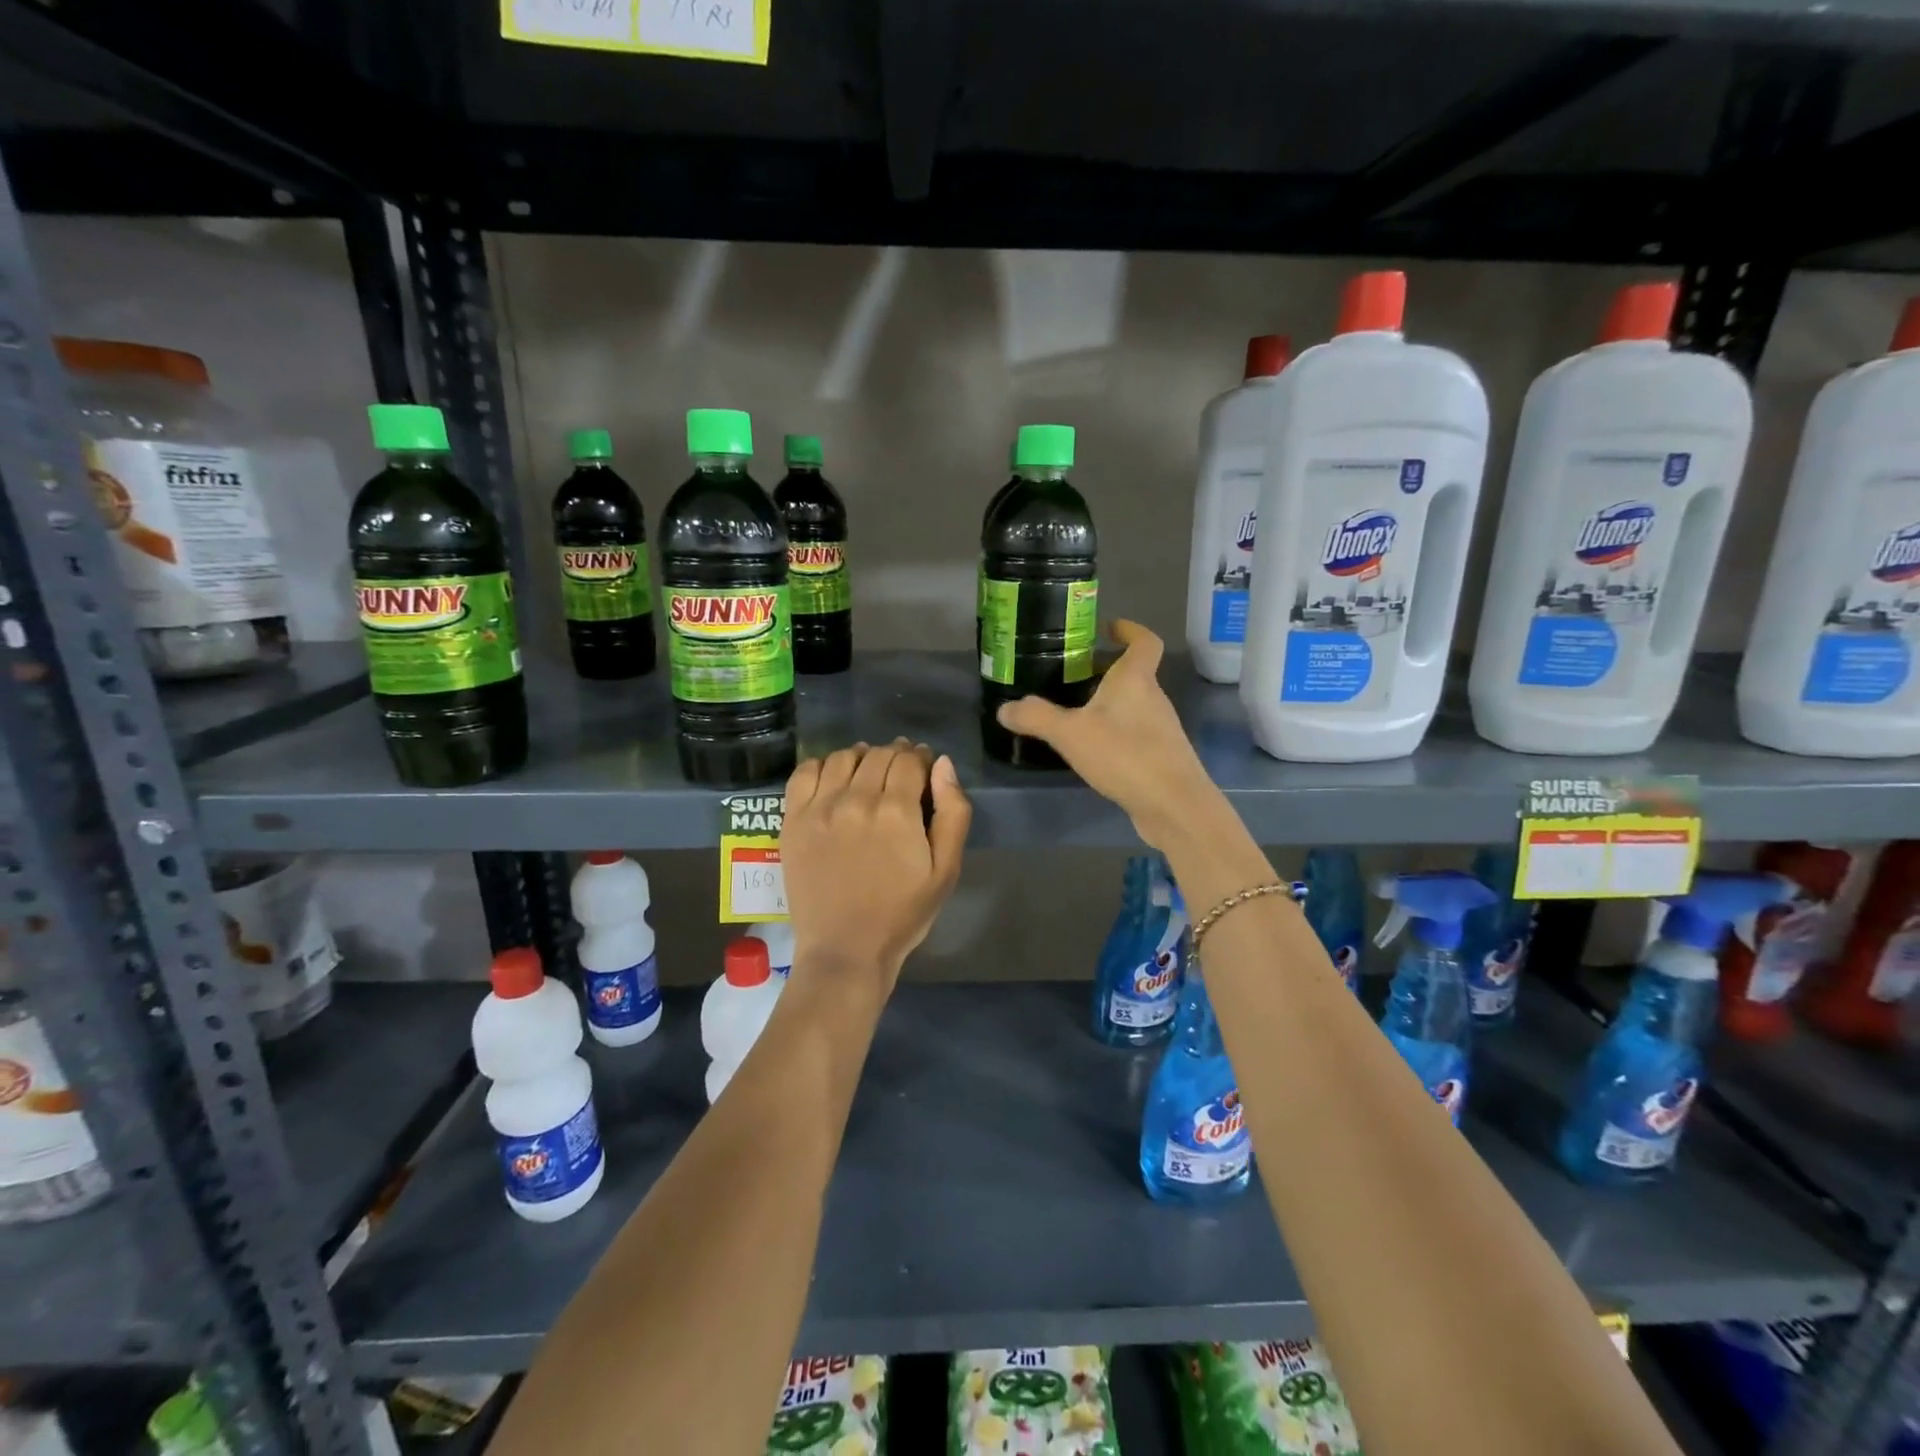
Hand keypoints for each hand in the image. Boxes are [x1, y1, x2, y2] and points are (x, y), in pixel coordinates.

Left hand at [780, 739, 971, 994]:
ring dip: (861, 757)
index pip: (908, 760)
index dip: (919, 758)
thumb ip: (952, 812)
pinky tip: (833, 780)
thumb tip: (942, 764)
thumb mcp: (946, 870)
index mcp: (897, 811)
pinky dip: (822, 766)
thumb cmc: (903, 913)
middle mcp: (856, 800)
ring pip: (843, 757)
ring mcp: (820, 808)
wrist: (845, 950)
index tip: (922, 768)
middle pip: (878, 754)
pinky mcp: (793, 820)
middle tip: (899, 773)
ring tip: (867, 773)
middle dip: (895, 756)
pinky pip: (805, 772)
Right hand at [995, 620, 1221, 850]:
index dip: (1130, 630)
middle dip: (1107, 671)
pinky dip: (1116, 733)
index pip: (1144, 641)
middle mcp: (1154, 698)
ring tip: (1075, 714)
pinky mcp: (1161, 757)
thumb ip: (1036, 718)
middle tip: (1073, 675)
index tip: (1109, 628)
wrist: (1173, 805)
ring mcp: (1161, 729)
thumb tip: (1006, 708)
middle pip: (1134, 674)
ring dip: (1110, 704)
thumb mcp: (1070, 734)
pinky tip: (1093, 751)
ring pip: (1134, 705)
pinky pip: (1135, 734)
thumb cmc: (1125, 755)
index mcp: (1135, 680)